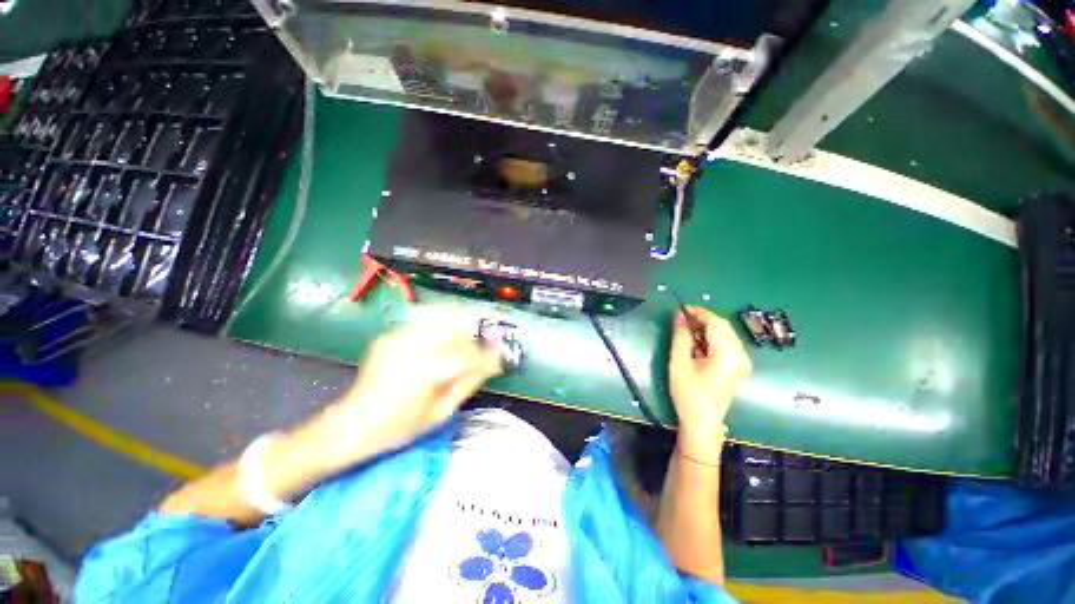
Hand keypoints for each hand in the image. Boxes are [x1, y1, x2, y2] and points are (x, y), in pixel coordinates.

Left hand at [314, 308, 501, 468]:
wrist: (352, 424)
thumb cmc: (399, 426)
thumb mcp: (441, 412)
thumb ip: (469, 383)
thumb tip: (491, 364)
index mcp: (426, 370)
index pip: (469, 354)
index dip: (487, 357)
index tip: (497, 362)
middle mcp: (413, 346)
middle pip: (457, 327)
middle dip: (473, 338)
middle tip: (478, 354)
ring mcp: (398, 337)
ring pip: (441, 316)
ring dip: (457, 328)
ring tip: (461, 346)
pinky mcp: (390, 336)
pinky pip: (423, 323)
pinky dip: (438, 328)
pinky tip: (438, 345)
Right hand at [669, 307, 751, 460]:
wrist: (702, 423)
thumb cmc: (688, 394)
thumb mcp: (679, 363)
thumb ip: (680, 336)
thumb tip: (679, 315)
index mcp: (728, 355)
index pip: (716, 323)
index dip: (698, 312)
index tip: (679, 309)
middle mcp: (740, 356)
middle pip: (723, 326)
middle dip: (701, 320)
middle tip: (680, 320)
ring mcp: (742, 362)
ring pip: (724, 334)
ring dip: (705, 329)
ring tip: (685, 333)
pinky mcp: (738, 366)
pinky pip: (726, 343)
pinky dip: (710, 339)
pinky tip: (696, 345)